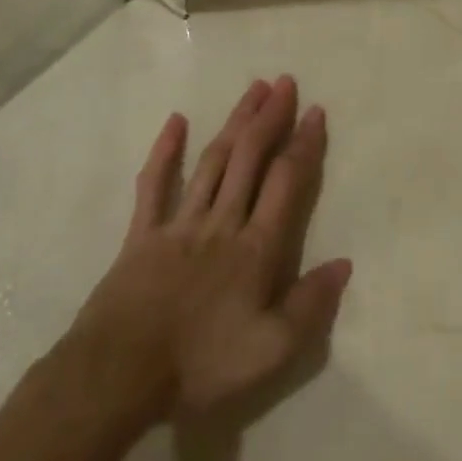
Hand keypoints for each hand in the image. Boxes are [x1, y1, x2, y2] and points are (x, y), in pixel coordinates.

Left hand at [62, 76, 349, 426]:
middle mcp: (222, 223)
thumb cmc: (199, 365)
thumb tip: (344, 264)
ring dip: (234, 122)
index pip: (286, 182)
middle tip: (285, 82)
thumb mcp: (270, 351)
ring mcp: (179, 224)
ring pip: (213, 161)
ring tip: (253, 89)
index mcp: (255, 248)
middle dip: (270, 117)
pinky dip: (166, 152)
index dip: (304, 144)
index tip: (316, 111)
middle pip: (250, 158)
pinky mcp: (142, 234)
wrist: (117, 378)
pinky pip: (155, 185)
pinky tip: (176, 121)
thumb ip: (310, 306)